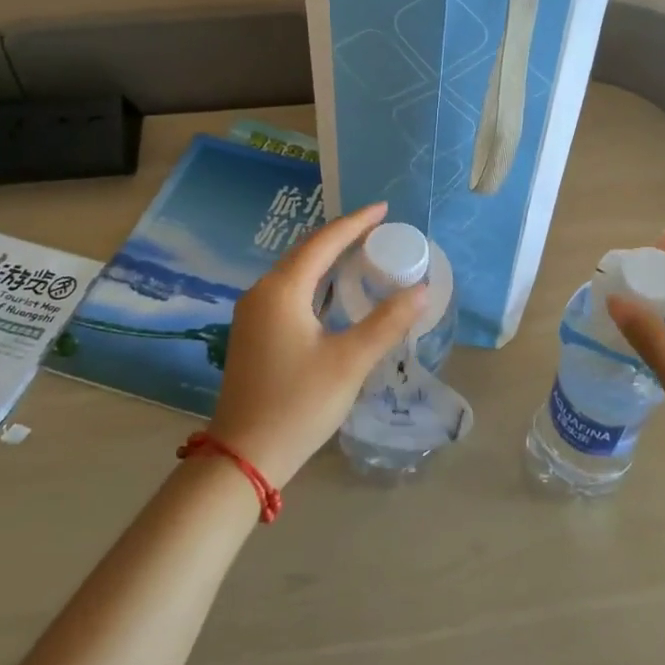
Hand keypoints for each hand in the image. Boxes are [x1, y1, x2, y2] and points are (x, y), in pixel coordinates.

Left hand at [206, 202, 425, 489]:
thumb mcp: (349, 361)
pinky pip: (288, 291)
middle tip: (377, 229)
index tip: (383, 209)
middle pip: (306, 252)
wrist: (244, 455)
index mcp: (282, 290)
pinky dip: (315, 282)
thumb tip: (421, 290)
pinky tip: (333, 292)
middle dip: (341, 237)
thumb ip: (387, 323)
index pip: (323, 242)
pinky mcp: (253, 334)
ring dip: (327, 259)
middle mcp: (261, 293)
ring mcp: (252, 314)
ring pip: (295, 272)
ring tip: (361, 252)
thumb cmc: (299, 403)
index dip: (355, 223)